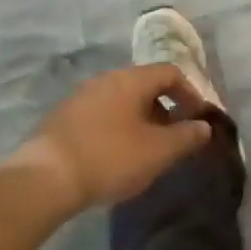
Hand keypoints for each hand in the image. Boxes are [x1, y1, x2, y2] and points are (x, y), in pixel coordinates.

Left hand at [11, 65, 213, 216]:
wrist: (45, 177)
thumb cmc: (109, 158)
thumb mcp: (157, 152)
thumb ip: (185, 137)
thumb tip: (205, 126)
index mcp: (132, 79)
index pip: (170, 72)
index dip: (189, 93)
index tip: (197, 119)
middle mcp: (107, 78)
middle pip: (145, 85)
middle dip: (164, 109)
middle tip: (171, 139)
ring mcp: (82, 95)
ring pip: (121, 100)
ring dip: (139, 119)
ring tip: (143, 151)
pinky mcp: (63, 116)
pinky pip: (101, 113)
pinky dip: (116, 127)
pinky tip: (112, 156)